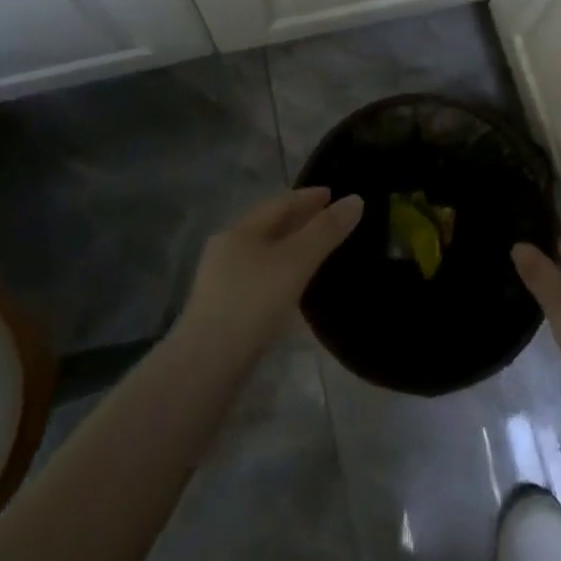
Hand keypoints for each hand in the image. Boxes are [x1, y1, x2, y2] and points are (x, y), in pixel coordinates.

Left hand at [179, 188, 363, 357]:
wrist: (205, 367)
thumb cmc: (253, 303)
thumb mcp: (295, 262)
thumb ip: (325, 231)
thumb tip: (355, 199)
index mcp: (241, 230)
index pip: (280, 202)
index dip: (309, 196)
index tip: (333, 193)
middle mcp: (226, 248)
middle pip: (268, 225)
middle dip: (298, 219)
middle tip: (328, 219)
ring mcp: (220, 281)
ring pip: (262, 253)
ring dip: (288, 247)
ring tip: (314, 252)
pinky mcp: (220, 311)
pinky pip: (257, 278)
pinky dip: (278, 272)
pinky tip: (291, 287)